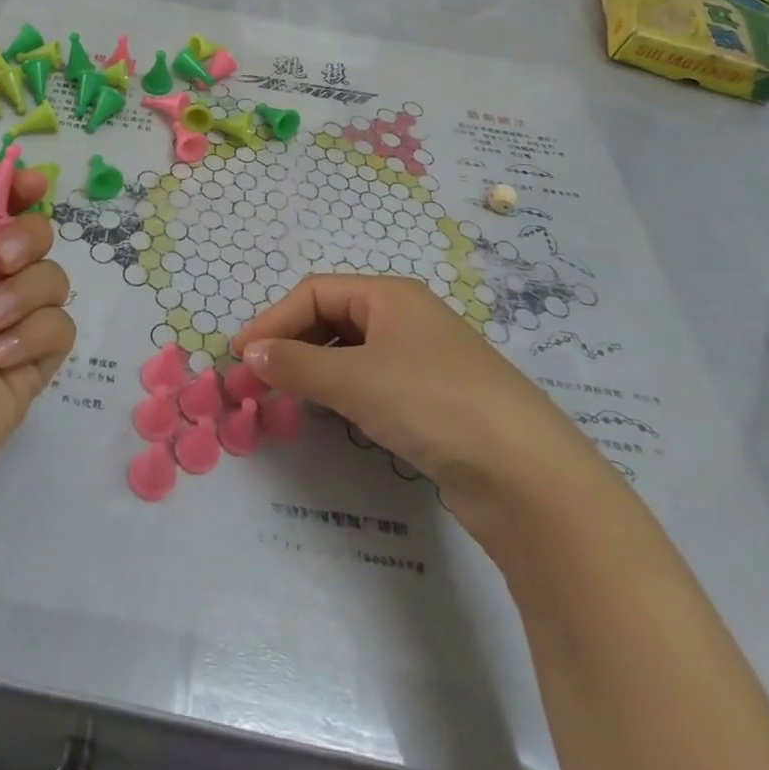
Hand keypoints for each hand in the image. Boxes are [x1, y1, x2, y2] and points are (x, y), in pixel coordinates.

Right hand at [231, 275, 600, 518]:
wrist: (528, 476)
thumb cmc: (433, 403)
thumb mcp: (356, 379)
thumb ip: (297, 365)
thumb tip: (251, 354)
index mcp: (390, 295)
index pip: (315, 292)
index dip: (274, 320)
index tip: (240, 356)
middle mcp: (406, 318)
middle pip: (333, 317)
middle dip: (292, 344)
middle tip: (258, 379)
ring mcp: (423, 359)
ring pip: (352, 352)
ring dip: (315, 369)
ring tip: (287, 397)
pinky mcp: (434, 400)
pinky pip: (373, 382)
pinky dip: (343, 392)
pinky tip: (333, 414)